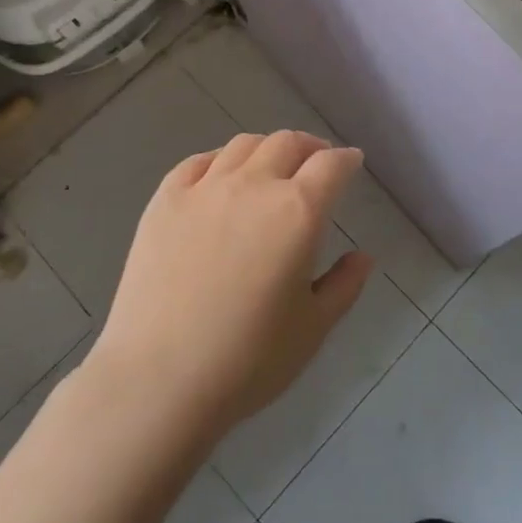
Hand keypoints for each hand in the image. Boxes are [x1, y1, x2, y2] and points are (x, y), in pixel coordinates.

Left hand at [92, 132, 372, 437]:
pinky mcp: (165, 200)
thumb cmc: (248, 360)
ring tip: (271, 166)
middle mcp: (253, 185)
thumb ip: (344, 285)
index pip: (330, 165)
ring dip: (267, 149)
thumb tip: (362, 257)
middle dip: (310, 147)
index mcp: (297, 212)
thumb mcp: (313, 328)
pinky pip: (198, 162)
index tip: (351, 162)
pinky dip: (220, 160)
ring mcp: (204, 188)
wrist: (159, 379)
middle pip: (287, 143)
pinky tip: (221, 176)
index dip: (346, 159)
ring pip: (243, 145)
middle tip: (316, 162)